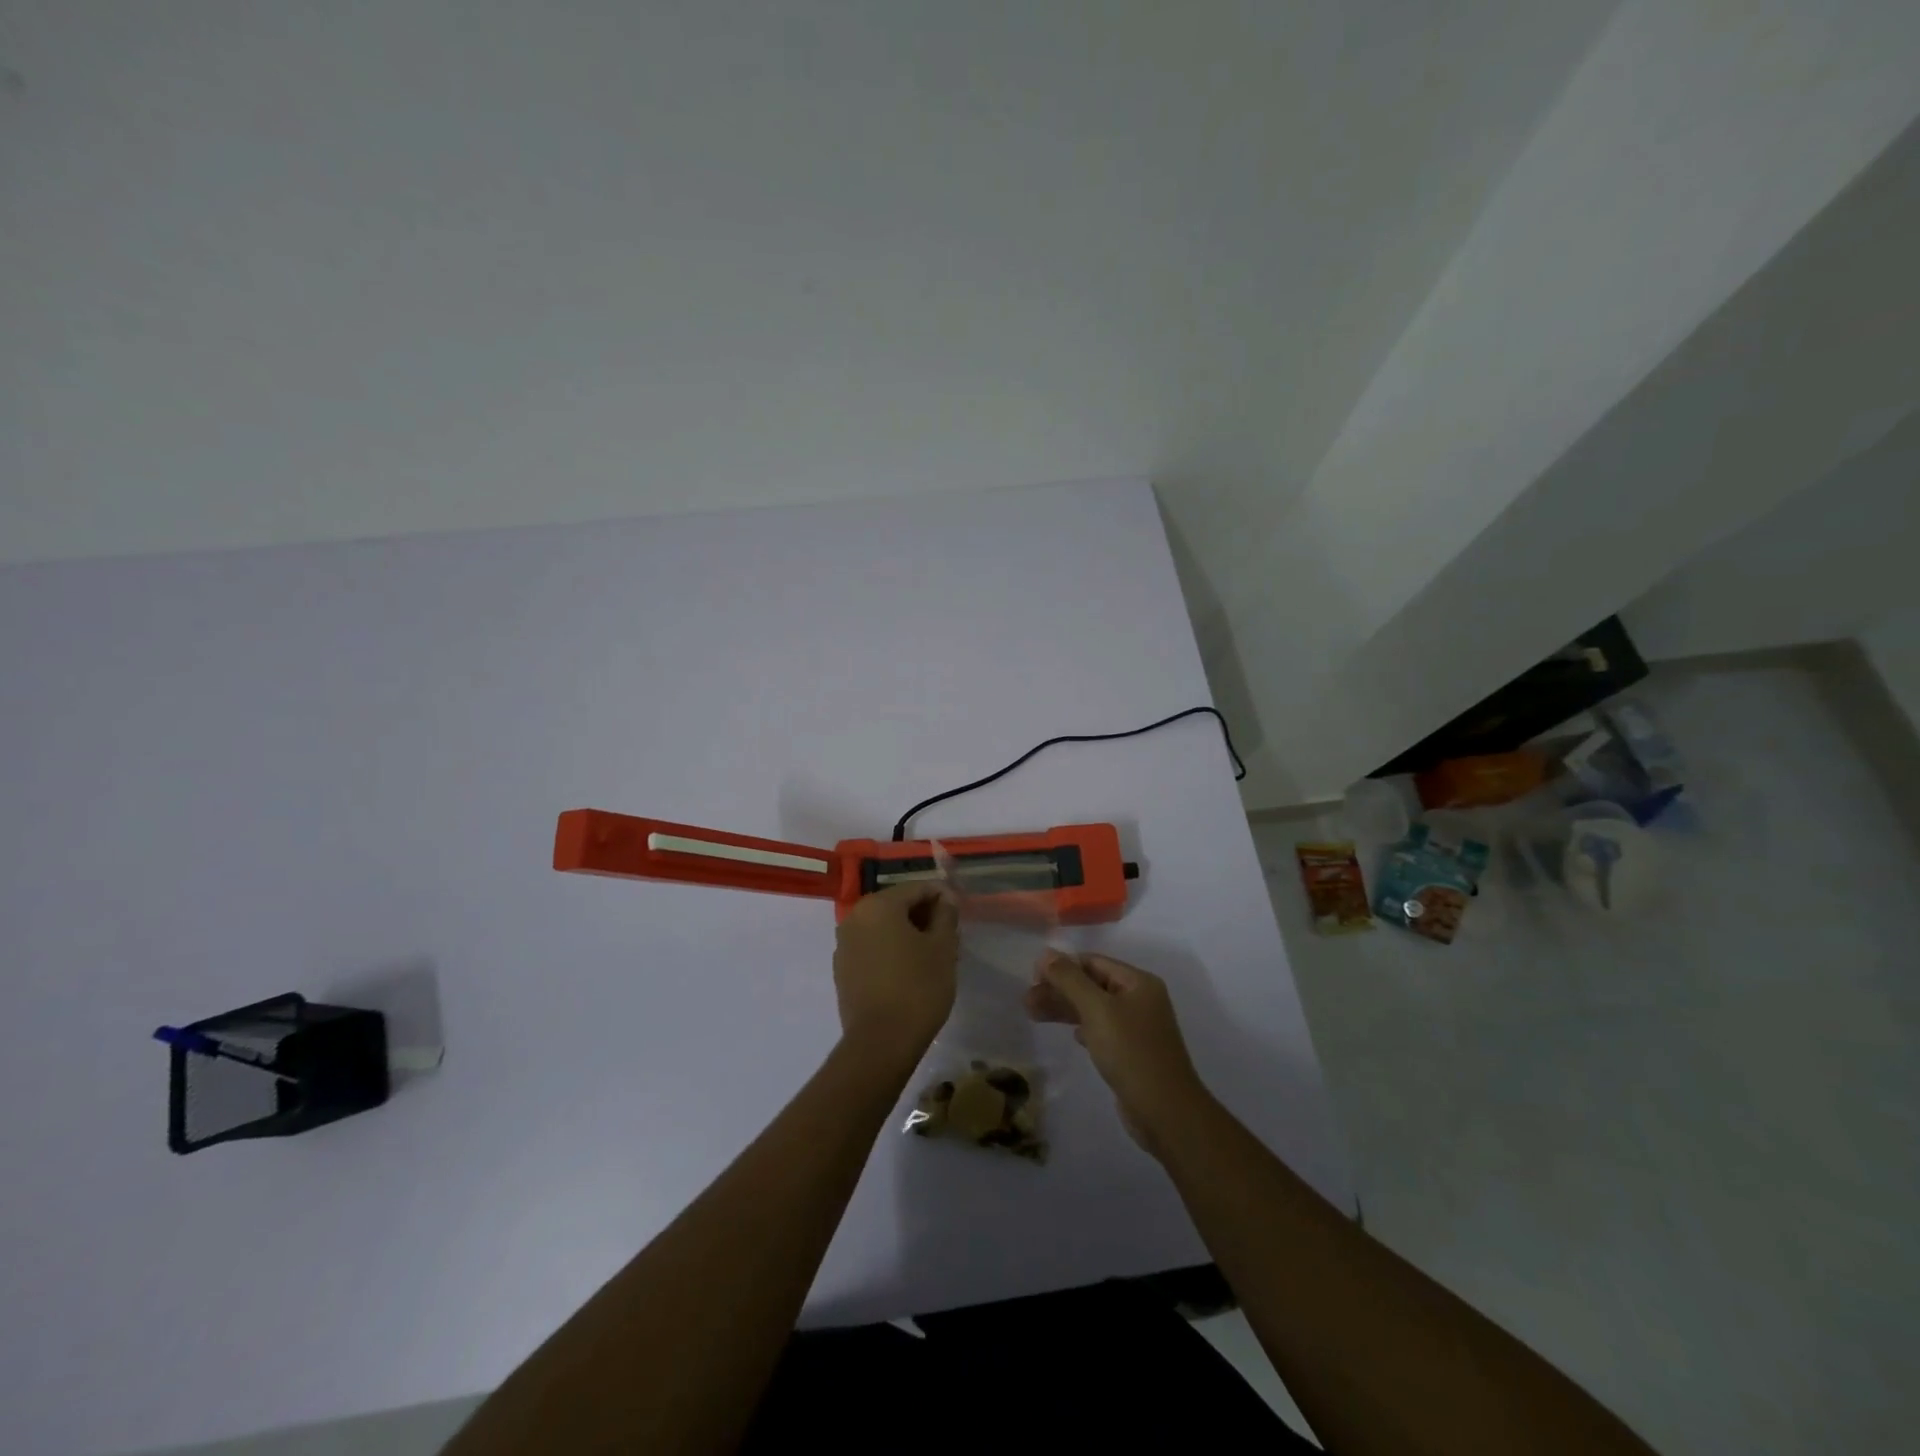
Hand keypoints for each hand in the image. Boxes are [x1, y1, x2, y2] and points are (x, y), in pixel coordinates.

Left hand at [833, 885, 958, 1068]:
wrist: (881, 1042)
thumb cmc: (918, 987)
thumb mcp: (943, 948)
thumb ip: (946, 915)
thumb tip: (945, 898)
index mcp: (879, 905)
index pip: (917, 888)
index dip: (942, 897)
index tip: (959, 914)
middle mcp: (855, 917)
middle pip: (897, 905)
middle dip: (923, 916)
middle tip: (948, 937)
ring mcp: (844, 944)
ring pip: (883, 928)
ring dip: (906, 934)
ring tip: (930, 956)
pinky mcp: (842, 969)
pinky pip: (871, 948)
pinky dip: (890, 951)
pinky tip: (908, 971)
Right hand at [1025, 950, 1210, 1156]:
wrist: (1166, 1112)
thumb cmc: (1131, 1052)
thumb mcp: (1097, 1010)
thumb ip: (1070, 979)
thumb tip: (1046, 953)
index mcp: (1138, 982)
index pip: (1093, 962)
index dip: (1062, 966)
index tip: (1032, 977)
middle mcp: (1140, 999)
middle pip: (1092, 985)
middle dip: (1059, 990)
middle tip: (1027, 1001)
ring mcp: (1138, 1027)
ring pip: (1094, 1009)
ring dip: (1065, 1009)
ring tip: (1032, 1014)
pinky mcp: (1133, 1052)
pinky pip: (1102, 1030)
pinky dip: (1082, 1028)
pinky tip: (1071, 1036)